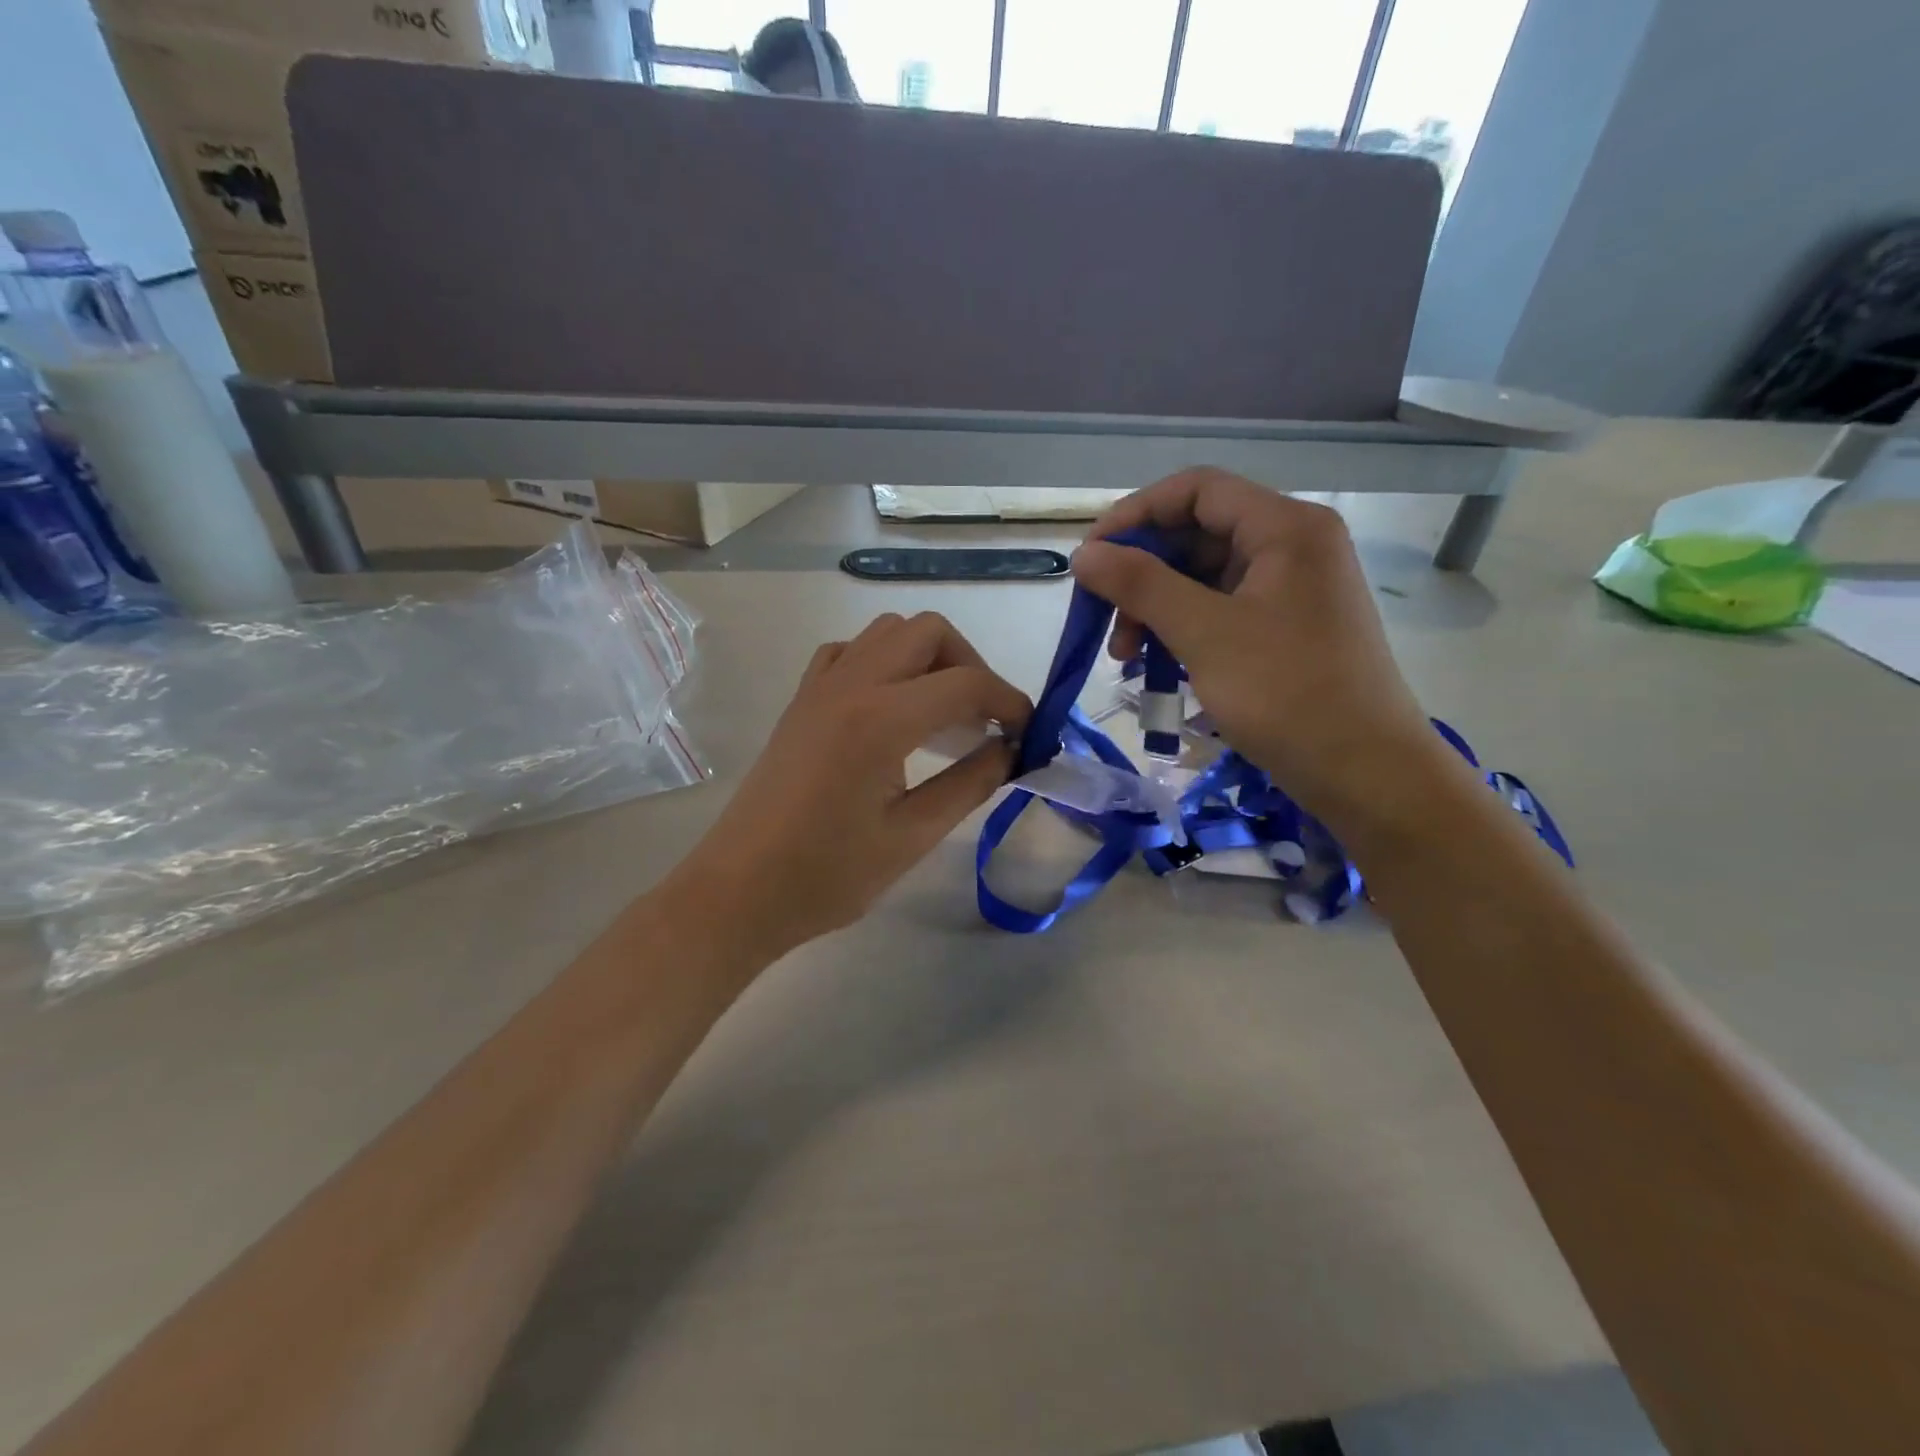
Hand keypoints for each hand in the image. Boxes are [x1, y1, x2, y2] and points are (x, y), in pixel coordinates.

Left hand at [664, 611, 1030, 961]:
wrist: (740, 890)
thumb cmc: (827, 875)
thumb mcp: (912, 836)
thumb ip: (970, 784)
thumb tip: (1010, 751)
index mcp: (881, 719)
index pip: (966, 684)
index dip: (1010, 701)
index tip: (1030, 731)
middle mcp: (851, 684)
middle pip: (928, 632)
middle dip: (970, 665)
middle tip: (985, 719)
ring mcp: (820, 687)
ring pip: (888, 631)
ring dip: (928, 657)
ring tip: (943, 712)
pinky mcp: (801, 700)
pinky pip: (850, 652)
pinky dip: (884, 662)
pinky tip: (891, 708)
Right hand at [1072, 469, 1449, 836]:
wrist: (1365, 772)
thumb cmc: (1286, 693)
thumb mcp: (1204, 633)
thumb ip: (1140, 585)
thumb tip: (1084, 553)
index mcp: (1285, 526)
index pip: (1196, 490)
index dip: (1135, 515)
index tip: (1091, 557)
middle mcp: (1292, 544)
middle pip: (1197, 533)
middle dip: (1142, 573)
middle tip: (1105, 620)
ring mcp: (1292, 587)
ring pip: (1204, 576)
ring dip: (1156, 607)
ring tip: (1125, 656)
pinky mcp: (1286, 626)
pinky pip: (1221, 609)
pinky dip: (1183, 629)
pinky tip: (1157, 664)